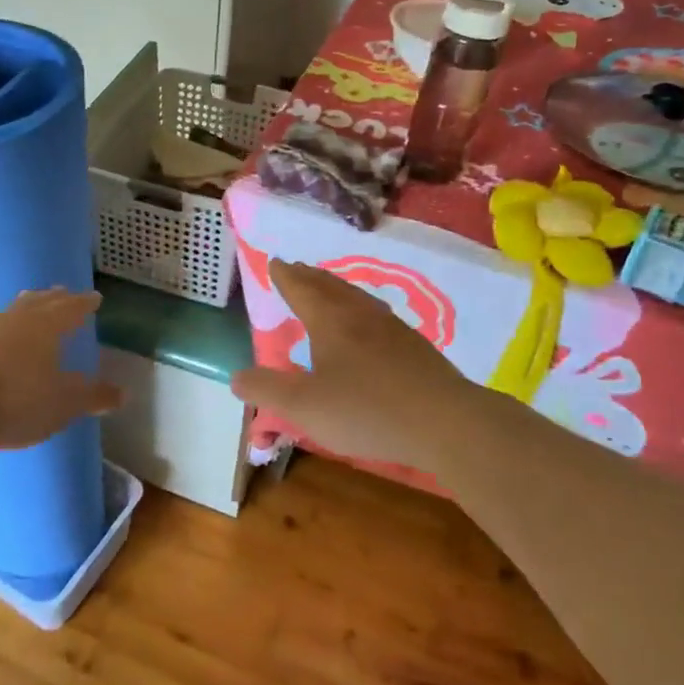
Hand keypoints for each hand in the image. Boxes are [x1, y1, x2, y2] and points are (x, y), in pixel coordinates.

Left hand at [0, 288, 122, 449]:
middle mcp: (18, 318)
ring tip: (33, 307)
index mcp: (47, 325)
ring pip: (14, 310)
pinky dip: (7, 327)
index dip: (85, 303)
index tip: (95, 298)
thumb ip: (91, 397)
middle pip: (40, 301)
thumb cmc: (15, 398)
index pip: (72, 307)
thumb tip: (122, 394)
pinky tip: (3, 338)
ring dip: (28, 307)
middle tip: (65, 294)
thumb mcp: (62, 404)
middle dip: (56, 298)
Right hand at [231, 262, 475, 466]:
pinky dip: (361, 309)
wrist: (446, 422)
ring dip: (336, 289)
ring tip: (328, 289)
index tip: (276, 262)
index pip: (302, 289)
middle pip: (330, 287)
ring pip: (358, 298)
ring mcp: (393, 329)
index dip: (285, 276)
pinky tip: (369, 327)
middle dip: (309, 277)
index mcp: (330, 321)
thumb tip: (237, 377)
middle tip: (296, 268)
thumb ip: (266, 390)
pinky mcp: (416, 349)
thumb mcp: (303, 406)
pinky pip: (378, 316)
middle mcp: (361, 315)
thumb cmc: (366, 411)